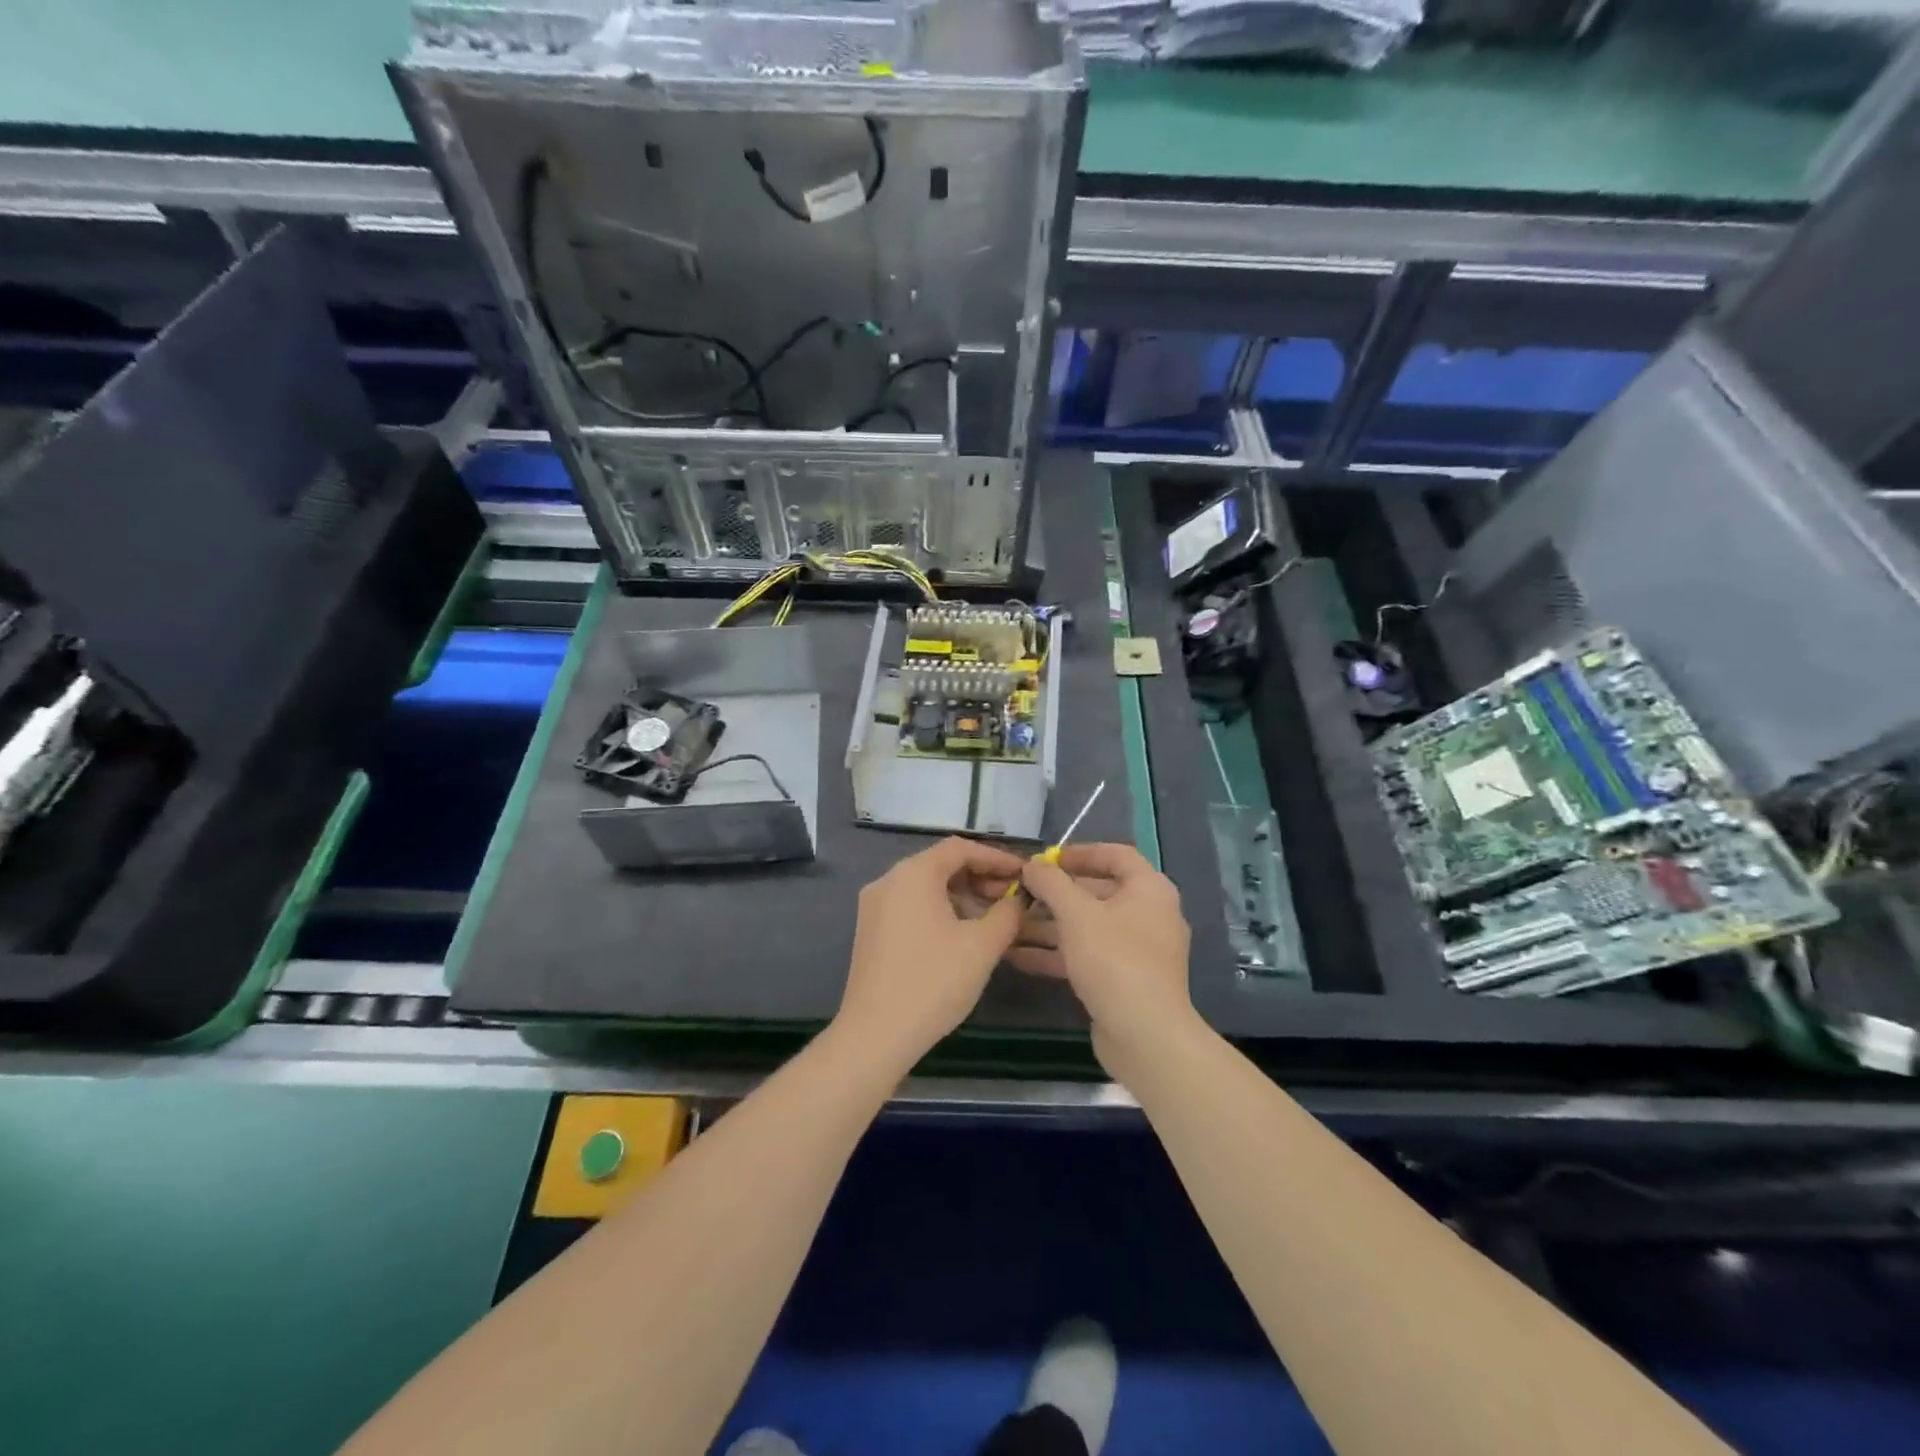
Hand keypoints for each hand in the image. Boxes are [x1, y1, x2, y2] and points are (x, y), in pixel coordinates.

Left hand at [836, 836, 1024, 1066]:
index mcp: (913, 874)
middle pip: (941, 864)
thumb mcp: (982, 946)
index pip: (960, 848)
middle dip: (980, 877)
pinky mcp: (870, 930)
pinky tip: (962, 935)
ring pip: (926, 887)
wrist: (875, 1035)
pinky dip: (940, 910)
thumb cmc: (933, 982)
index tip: (1023, 874)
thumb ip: (1008, 914)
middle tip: (1012, 899)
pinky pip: (912, 905)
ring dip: (962, 896)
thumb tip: (1018, 901)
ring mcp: (875, 906)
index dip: (996, 858)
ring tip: (993, 920)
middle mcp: (889, 880)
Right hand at [1020, 843, 1193, 1074]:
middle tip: (1020, 892)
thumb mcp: (1076, 914)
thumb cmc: (1114, 960)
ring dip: (1049, 925)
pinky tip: (1018, 956)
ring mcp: (1136, 950)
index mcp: (1149, 889)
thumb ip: (1051, 883)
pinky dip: (1056, 953)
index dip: (1080, 852)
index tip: (1045, 859)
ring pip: (1088, 926)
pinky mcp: (1123, 980)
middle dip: (1055, 893)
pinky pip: (1087, 955)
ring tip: (1009, 924)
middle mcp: (1148, 914)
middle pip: (1097, 892)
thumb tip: (1033, 864)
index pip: (1115, 855)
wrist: (1145, 1036)